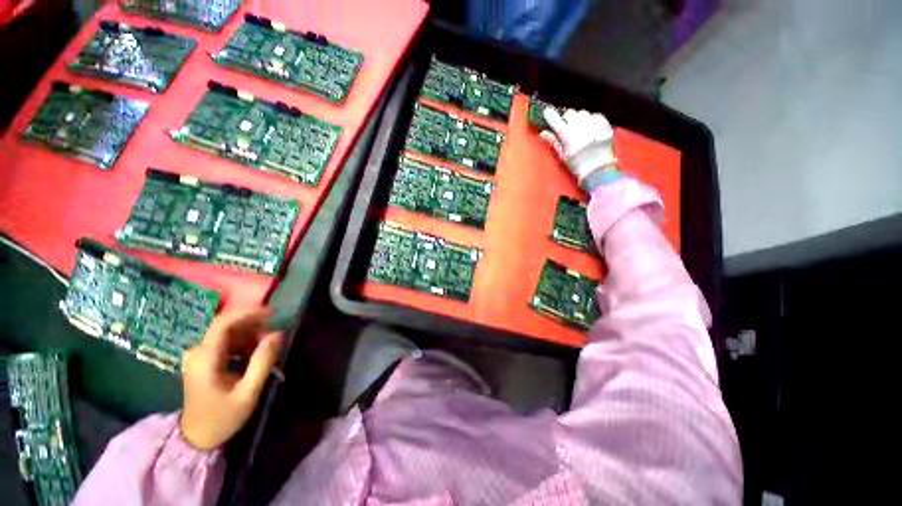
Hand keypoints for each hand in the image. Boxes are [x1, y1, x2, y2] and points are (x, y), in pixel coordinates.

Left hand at [180, 308, 281, 449]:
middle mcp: (197, 352)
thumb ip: (262, 362)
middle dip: (254, 326)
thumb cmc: (222, 418)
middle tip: (274, 337)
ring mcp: (198, 355)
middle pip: (227, 326)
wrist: (196, 439)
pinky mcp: (202, 360)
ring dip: (250, 335)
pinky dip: (243, 343)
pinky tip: (253, 355)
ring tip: (267, 348)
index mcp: (205, 358)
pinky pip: (225, 342)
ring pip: (228, 333)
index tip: (274, 312)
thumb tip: (278, 334)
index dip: (249, 313)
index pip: (224, 323)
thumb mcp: (248, 393)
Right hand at [540, 108, 620, 189]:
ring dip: (578, 118)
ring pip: (582, 113)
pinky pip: (595, 115)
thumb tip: (542, 133)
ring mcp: (593, 124)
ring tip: (579, 127)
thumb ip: (553, 141)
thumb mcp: (562, 155)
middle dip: (566, 118)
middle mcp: (580, 126)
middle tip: (566, 126)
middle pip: (570, 113)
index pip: (556, 120)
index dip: (550, 115)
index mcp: (568, 135)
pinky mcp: (604, 124)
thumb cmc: (577, 165)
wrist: (598, 169)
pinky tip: (590, 128)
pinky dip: (590, 119)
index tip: (547, 113)